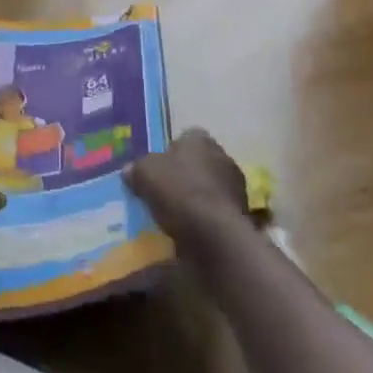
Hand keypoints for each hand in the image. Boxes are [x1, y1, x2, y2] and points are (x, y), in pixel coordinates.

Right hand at [126, 129, 249, 246]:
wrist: (214, 235)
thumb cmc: (178, 191)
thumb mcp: (144, 174)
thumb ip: (137, 168)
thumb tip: (130, 171)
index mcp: (200, 139)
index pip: (185, 137)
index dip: (170, 152)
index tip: (158, 169)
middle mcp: (223, 156)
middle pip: (199, 162)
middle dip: (185, 175)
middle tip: (165, 191)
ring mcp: (236, 187)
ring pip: (210, 187)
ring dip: (197, 197)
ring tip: (176, 214)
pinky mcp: (242, 216)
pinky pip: (217, 211)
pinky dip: (207, 218)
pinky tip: (191, 229)